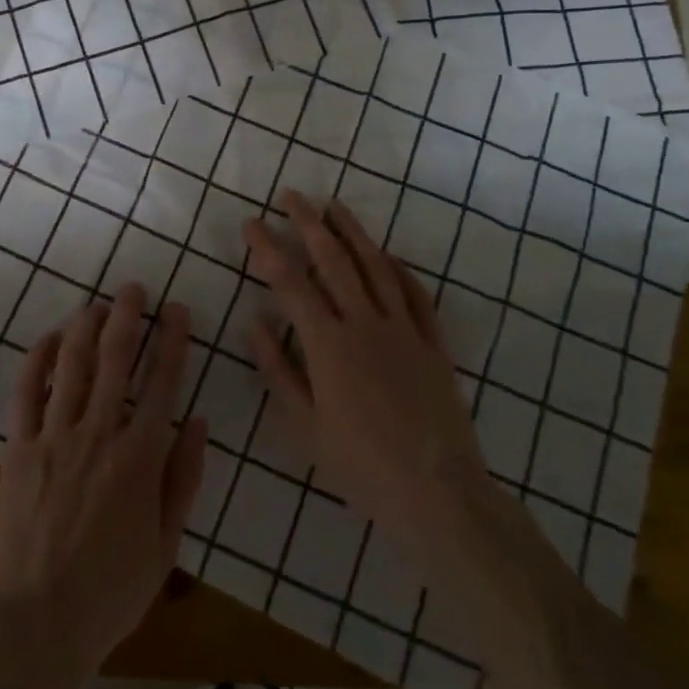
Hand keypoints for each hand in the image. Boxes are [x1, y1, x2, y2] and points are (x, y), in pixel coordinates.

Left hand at [0, 284, 207, 684]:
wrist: (39, 621)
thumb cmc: (111, 590)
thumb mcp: (167, 544)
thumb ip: (184, 478)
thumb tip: (199, 422)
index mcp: (140, 457)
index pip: (163, 383)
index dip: (172, 341)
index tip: (177, 309)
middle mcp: (99, 433)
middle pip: (116, 359)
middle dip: (127, 317)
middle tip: (133, 288)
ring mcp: (55, 436)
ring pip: (72, 365)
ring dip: (85, 327)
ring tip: (97, 304)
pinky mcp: (19, 447)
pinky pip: (26, 392)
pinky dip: (36, 359)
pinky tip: (47, 338)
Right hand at [244, 191, 493, 555]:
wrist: (438, 492)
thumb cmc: (361, 465)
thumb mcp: (305, 426)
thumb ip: (278, 370)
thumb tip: (254, 322)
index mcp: (328, 344)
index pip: (290, 282)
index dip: (267, 249)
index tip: (251, 223)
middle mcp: (364, 324)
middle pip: (333, 260)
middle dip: (308, 223)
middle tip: (290, 195)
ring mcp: (403, 329)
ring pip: (375, 267)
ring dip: (353, 232)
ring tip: (334, 206)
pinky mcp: (433, 343)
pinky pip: (416, 295)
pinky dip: (399, 269)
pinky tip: (387, 255)